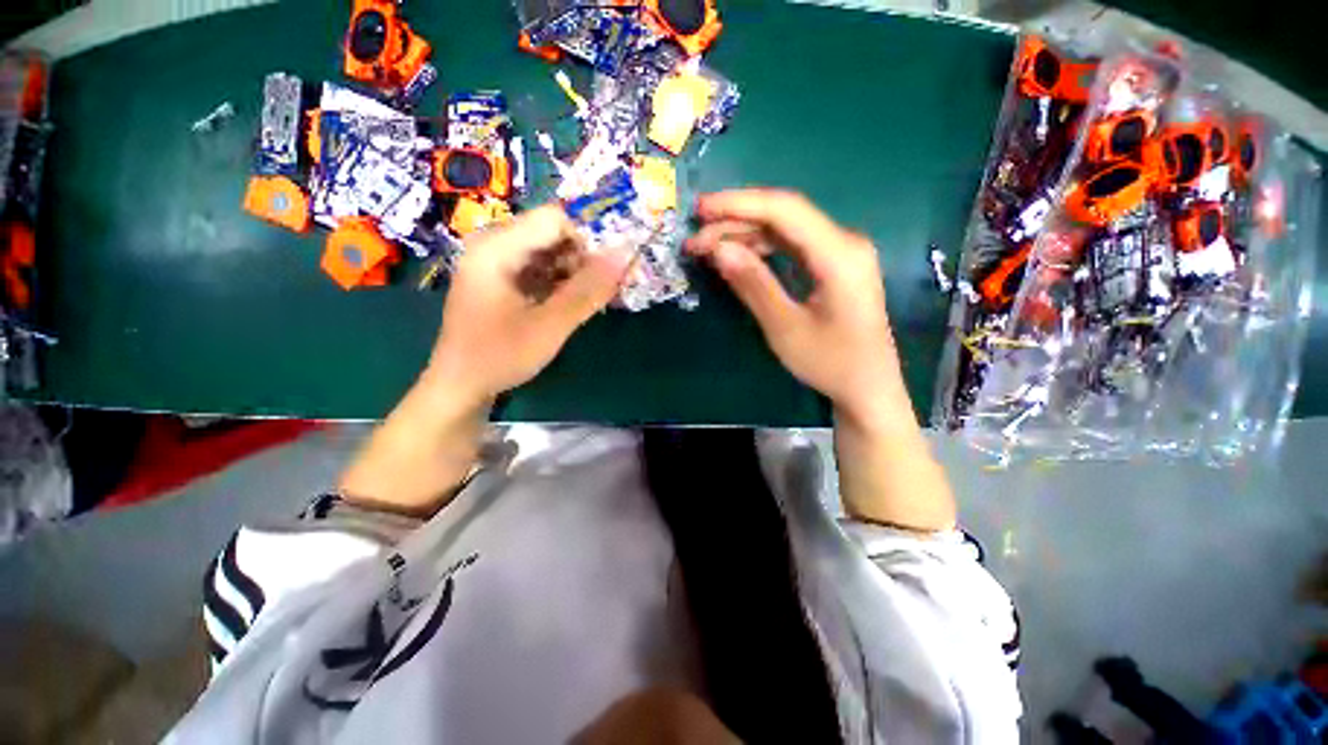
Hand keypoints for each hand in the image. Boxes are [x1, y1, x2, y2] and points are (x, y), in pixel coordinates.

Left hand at [427, 205, 633, 405]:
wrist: (460, 386)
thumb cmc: (500, 356)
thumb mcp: (550, 325)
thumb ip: (588, 290)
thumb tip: (626, 255)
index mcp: (496, 247)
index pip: (555, 219)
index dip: (587, 242)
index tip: (605, 275)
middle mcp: (494, 244)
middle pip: (552, 233)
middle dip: (583, 259)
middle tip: (603, 291)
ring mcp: (496, 261)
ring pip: (550, 251)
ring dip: (575, 273)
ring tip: (590, 300)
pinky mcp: (502, 278)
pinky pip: (541, 268)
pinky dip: (562, 282)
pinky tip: (572, 304)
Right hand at [689, 189, 954, 531]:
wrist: (867, 387)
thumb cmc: (830, 363)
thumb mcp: (785, 328)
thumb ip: (753, 284)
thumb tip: (718, 249)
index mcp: (839, 254)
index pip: (784, 210)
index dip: (739, 204)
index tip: (700, 209)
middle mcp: (844, 242)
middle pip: (783, 215)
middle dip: (735, 222)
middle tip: (696, 239)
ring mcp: (841, 252)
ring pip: (785, 229)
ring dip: (745, 234)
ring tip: (708, 248)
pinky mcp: (833, 264)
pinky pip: (792, 245)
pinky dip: (762, 247)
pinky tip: (738, 256)